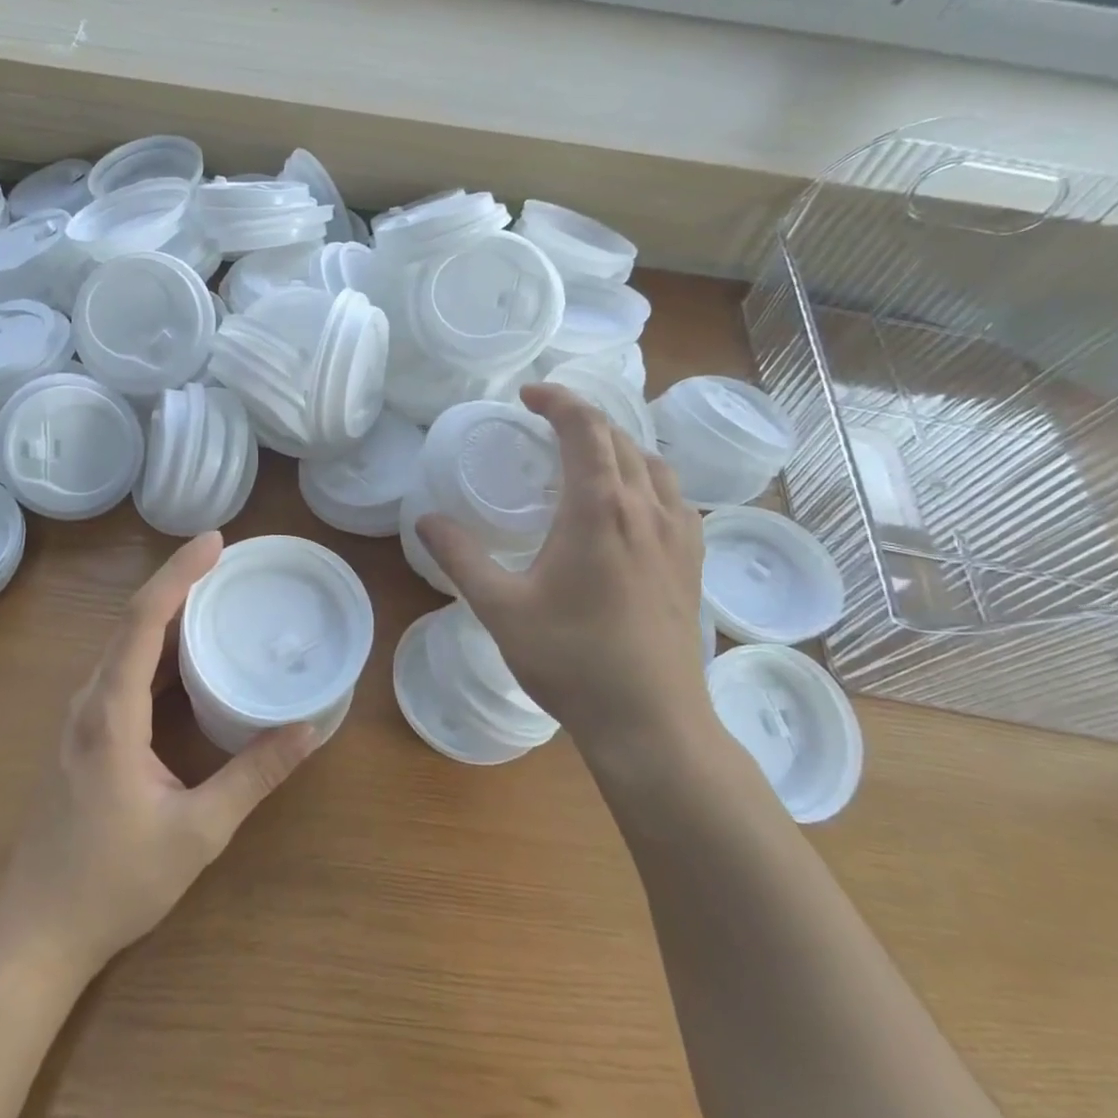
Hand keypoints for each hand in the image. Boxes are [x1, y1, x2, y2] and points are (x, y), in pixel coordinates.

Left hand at [0, 532, 320, 978]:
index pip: (143, 620)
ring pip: (126, 646)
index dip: (179, 574)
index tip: (216, 541)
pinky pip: (124, 673)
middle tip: (230, 562)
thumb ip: (254, 775)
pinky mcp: (87, 735)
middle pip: (132, 622)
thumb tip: (308, 730)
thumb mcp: (198, 831)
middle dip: (179, 583)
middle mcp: (91, 702)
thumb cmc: (114, 882)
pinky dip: (159, 649)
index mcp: (111, 713)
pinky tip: (190, 655)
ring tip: (217, 594)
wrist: (38, 931)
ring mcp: (83, 718)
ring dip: (169, 614)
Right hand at [416, 384, 711, 770]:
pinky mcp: (692, 563)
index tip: (527, 395)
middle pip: (621, 438)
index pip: (585, 427)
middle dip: (582, 418)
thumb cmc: (571, 660)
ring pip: (654, 464)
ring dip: (618, 445)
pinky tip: (629, 507)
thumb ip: (460, 557)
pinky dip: (646, 479)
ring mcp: (680, 536)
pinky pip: (675, 497)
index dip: (557, 400)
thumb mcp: (500, 607)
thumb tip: (425, 519)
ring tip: (585, 456)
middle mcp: (647, 508)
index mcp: (600, 508)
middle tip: (544, 423)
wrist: (651, 721)